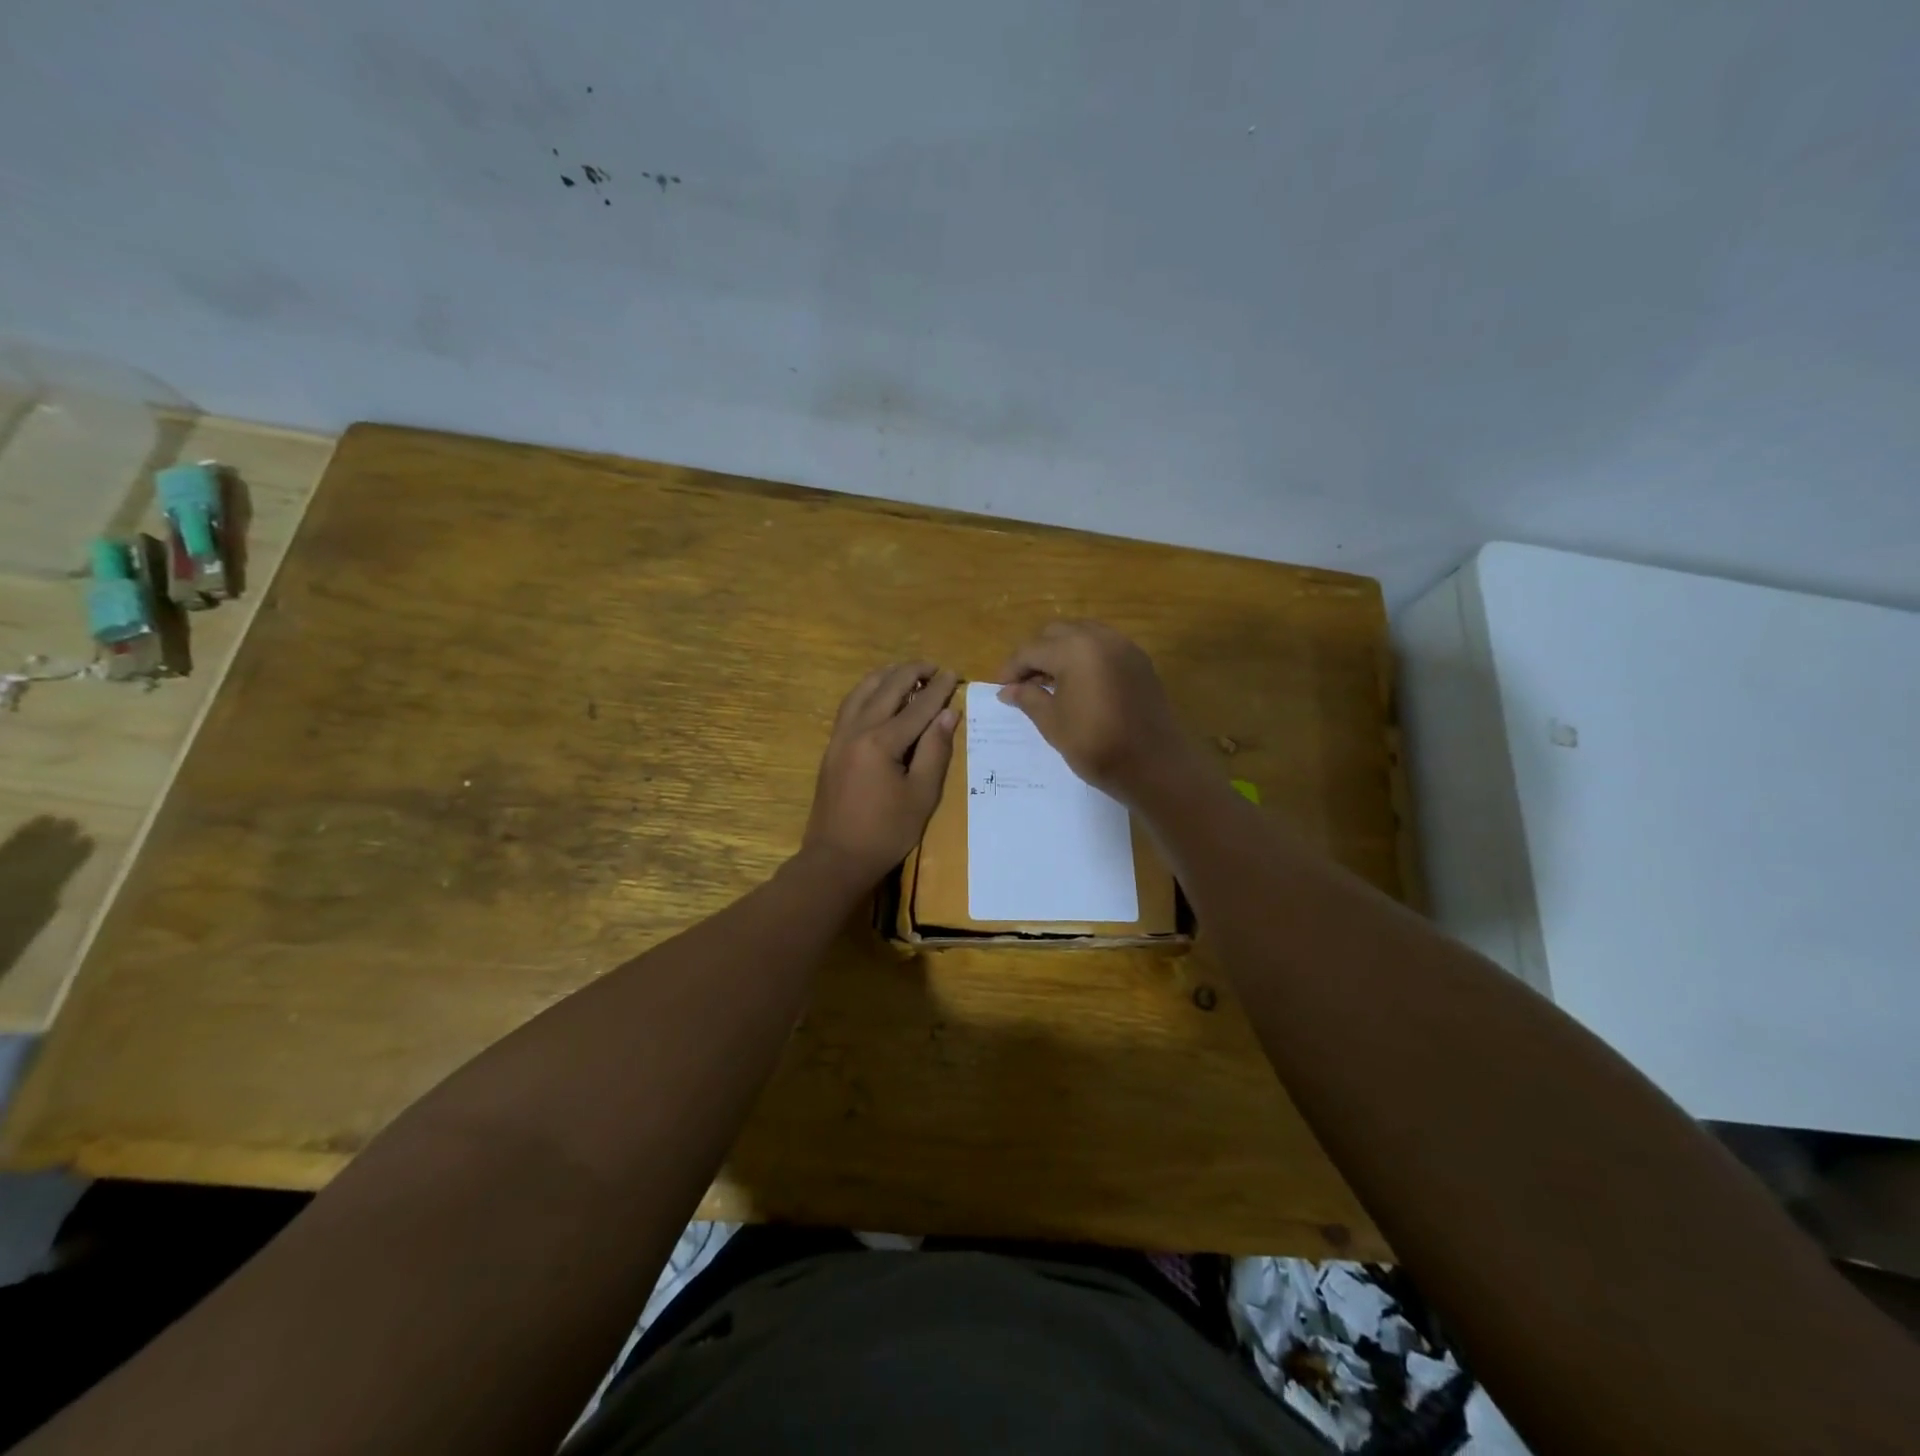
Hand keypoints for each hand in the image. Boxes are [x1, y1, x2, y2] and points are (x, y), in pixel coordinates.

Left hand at [803, 662, 958, 883]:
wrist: (836, 858)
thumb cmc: (886, 832)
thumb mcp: (921, 795)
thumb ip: (935, 751)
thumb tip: (948, 714)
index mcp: (881, 742)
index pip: (917, 706)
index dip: (938, 688)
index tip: (954, 673)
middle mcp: (856, 730)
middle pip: (886, 688)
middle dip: (911, 673)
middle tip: (933, 667)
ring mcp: (839, 737)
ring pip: (862, 691)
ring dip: (886, 676)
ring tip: (905, 671)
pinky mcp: (831, 747)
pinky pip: (850, 706)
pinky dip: (867, 691)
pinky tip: (877, 693)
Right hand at [996, 621, 1195, 805]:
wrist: (1154, 765)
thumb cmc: (1096, 745)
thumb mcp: (1053, 723)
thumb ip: (1028, 698)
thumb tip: (1008, 690)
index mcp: (1074, 649)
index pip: (1031, 650)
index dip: (1011, 668)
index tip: (999, 687)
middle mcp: (1100, 637)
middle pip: (1056, 633)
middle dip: (1035, 654)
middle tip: (1023, 683)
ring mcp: (1124, 647)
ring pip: (1082, 634)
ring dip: (1060, 651)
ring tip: (1049, 682)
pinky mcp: (1140, 661)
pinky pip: (1104, 646)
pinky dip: (1085, 656)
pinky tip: (1078, 683)